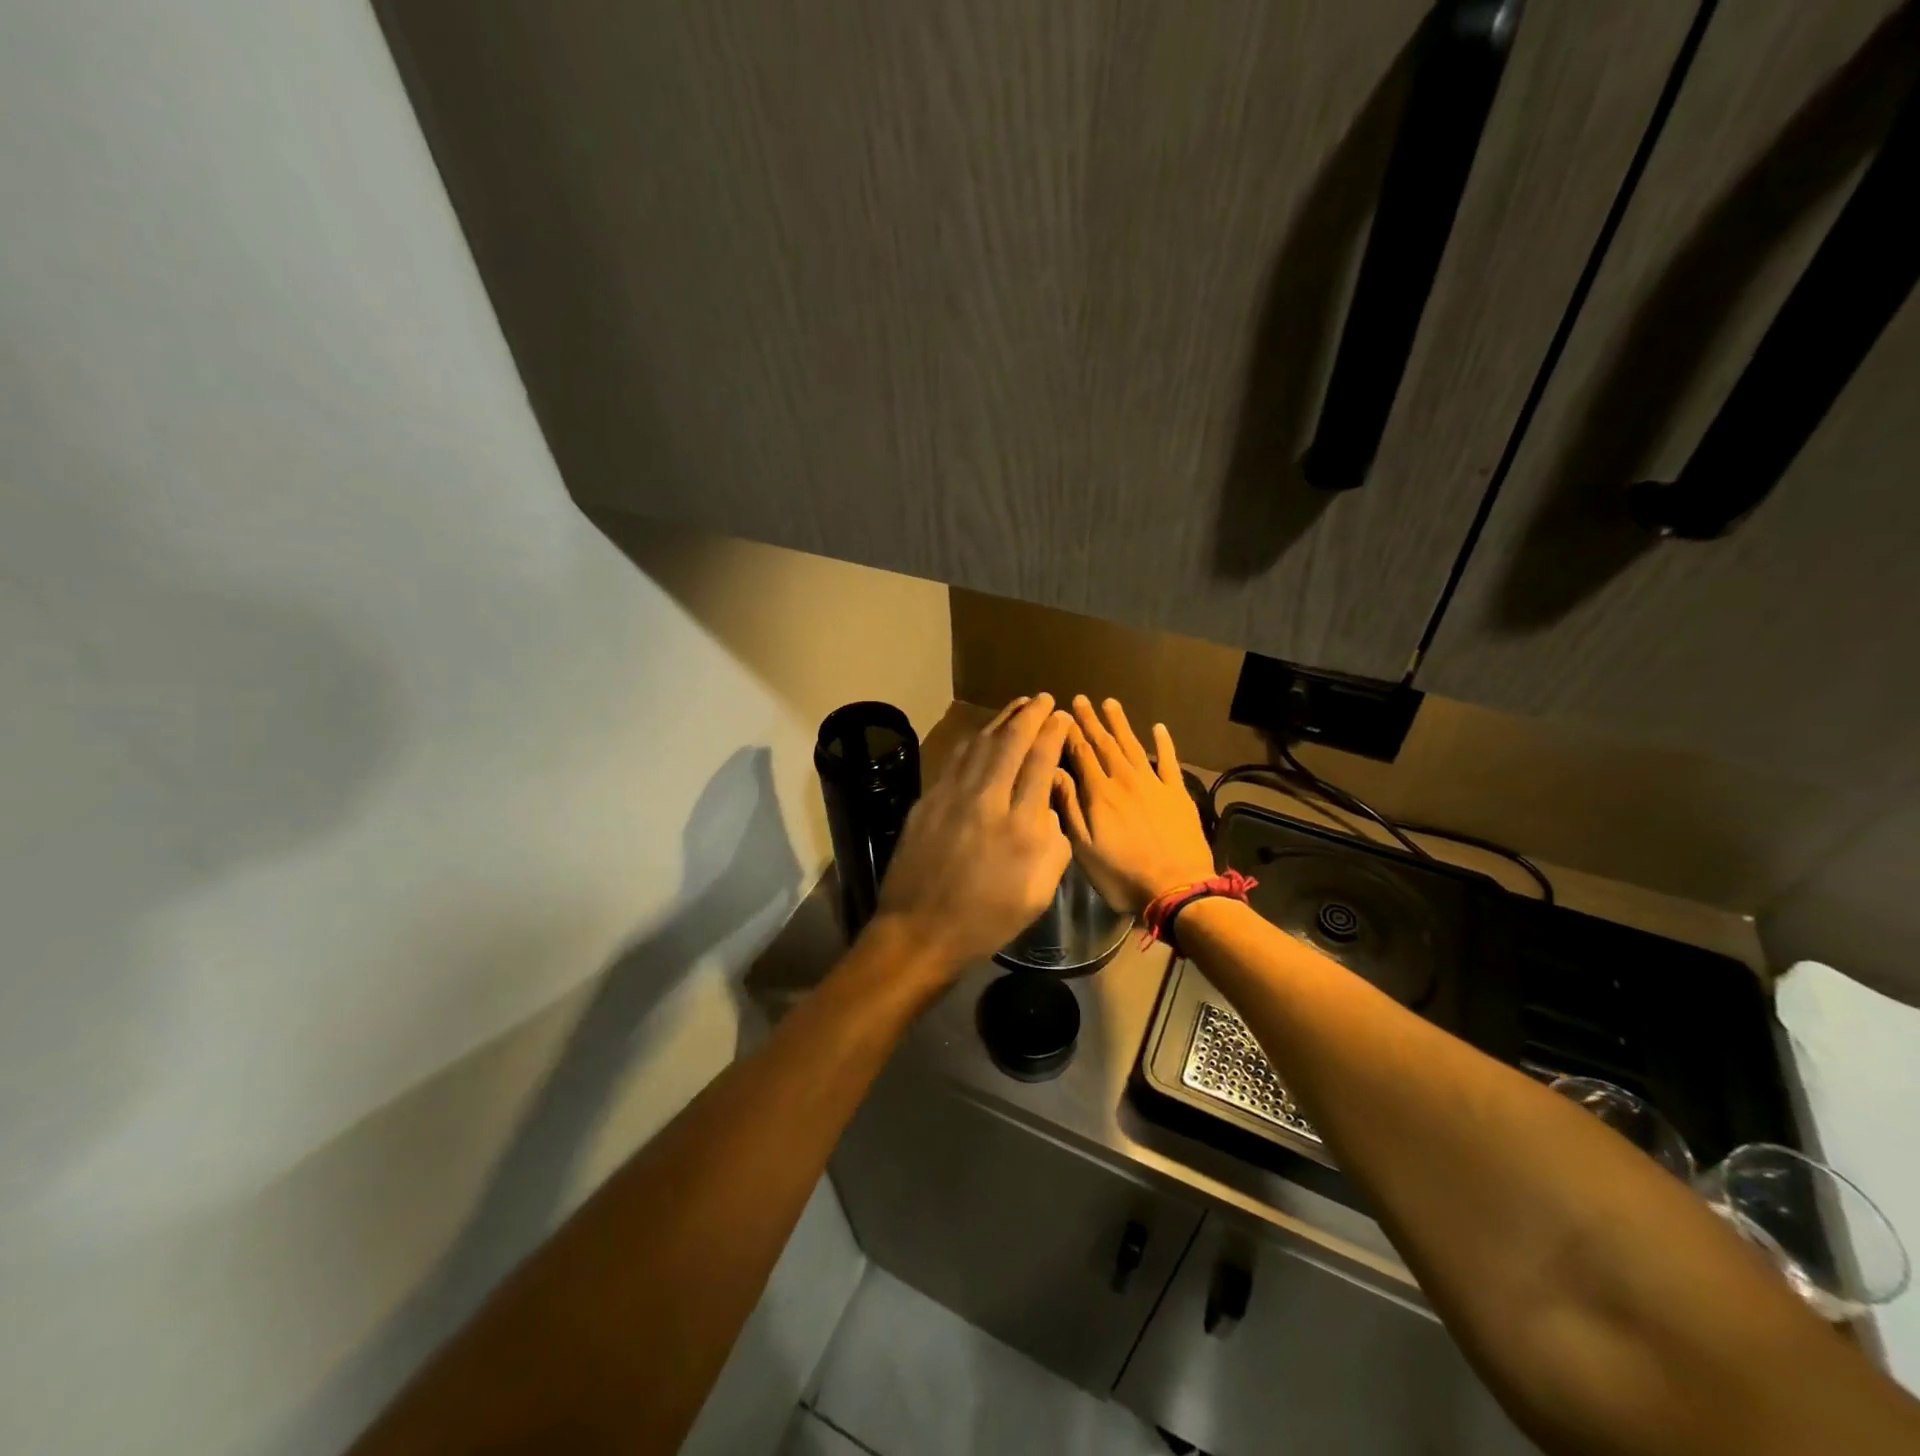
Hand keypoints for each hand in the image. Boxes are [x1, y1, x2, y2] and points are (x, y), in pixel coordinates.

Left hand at [870, 695, 1074, 970]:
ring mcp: (952, 796)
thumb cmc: (986, 920)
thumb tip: (1047, 807)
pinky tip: (981, 734)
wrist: (920, 930)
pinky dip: (973, 740)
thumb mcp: (1038, 892)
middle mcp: (987, 800)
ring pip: (980, 744)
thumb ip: (1052, 844)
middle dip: (1030, 715)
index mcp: (1021, 826)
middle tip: (1043, 698)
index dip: (1052, 734)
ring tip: (1017, 705)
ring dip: (1001, 720)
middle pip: (1010, 742)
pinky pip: (955, 759)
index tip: (1061, 717)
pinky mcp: (927, 801)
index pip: (1040, 763)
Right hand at [1059, 697, 1215, 913]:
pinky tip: (1158, 728)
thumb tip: (1054, 772)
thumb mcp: (1084, 848)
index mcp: (1100, 794)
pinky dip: (1163, 743)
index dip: (1070, 733)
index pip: (1081, 754)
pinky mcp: (1178, 794)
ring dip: (1121, 724)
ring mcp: (1154, 784)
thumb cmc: (1123, 875)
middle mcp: (1125, 780)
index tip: (1061, 715)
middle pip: (1105, 744)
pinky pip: (1168, 761)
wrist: (1177, 889)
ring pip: (1133, 746)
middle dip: (1091, 722)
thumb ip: (1070, 808)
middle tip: (1081, 700)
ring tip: (1110, 703)